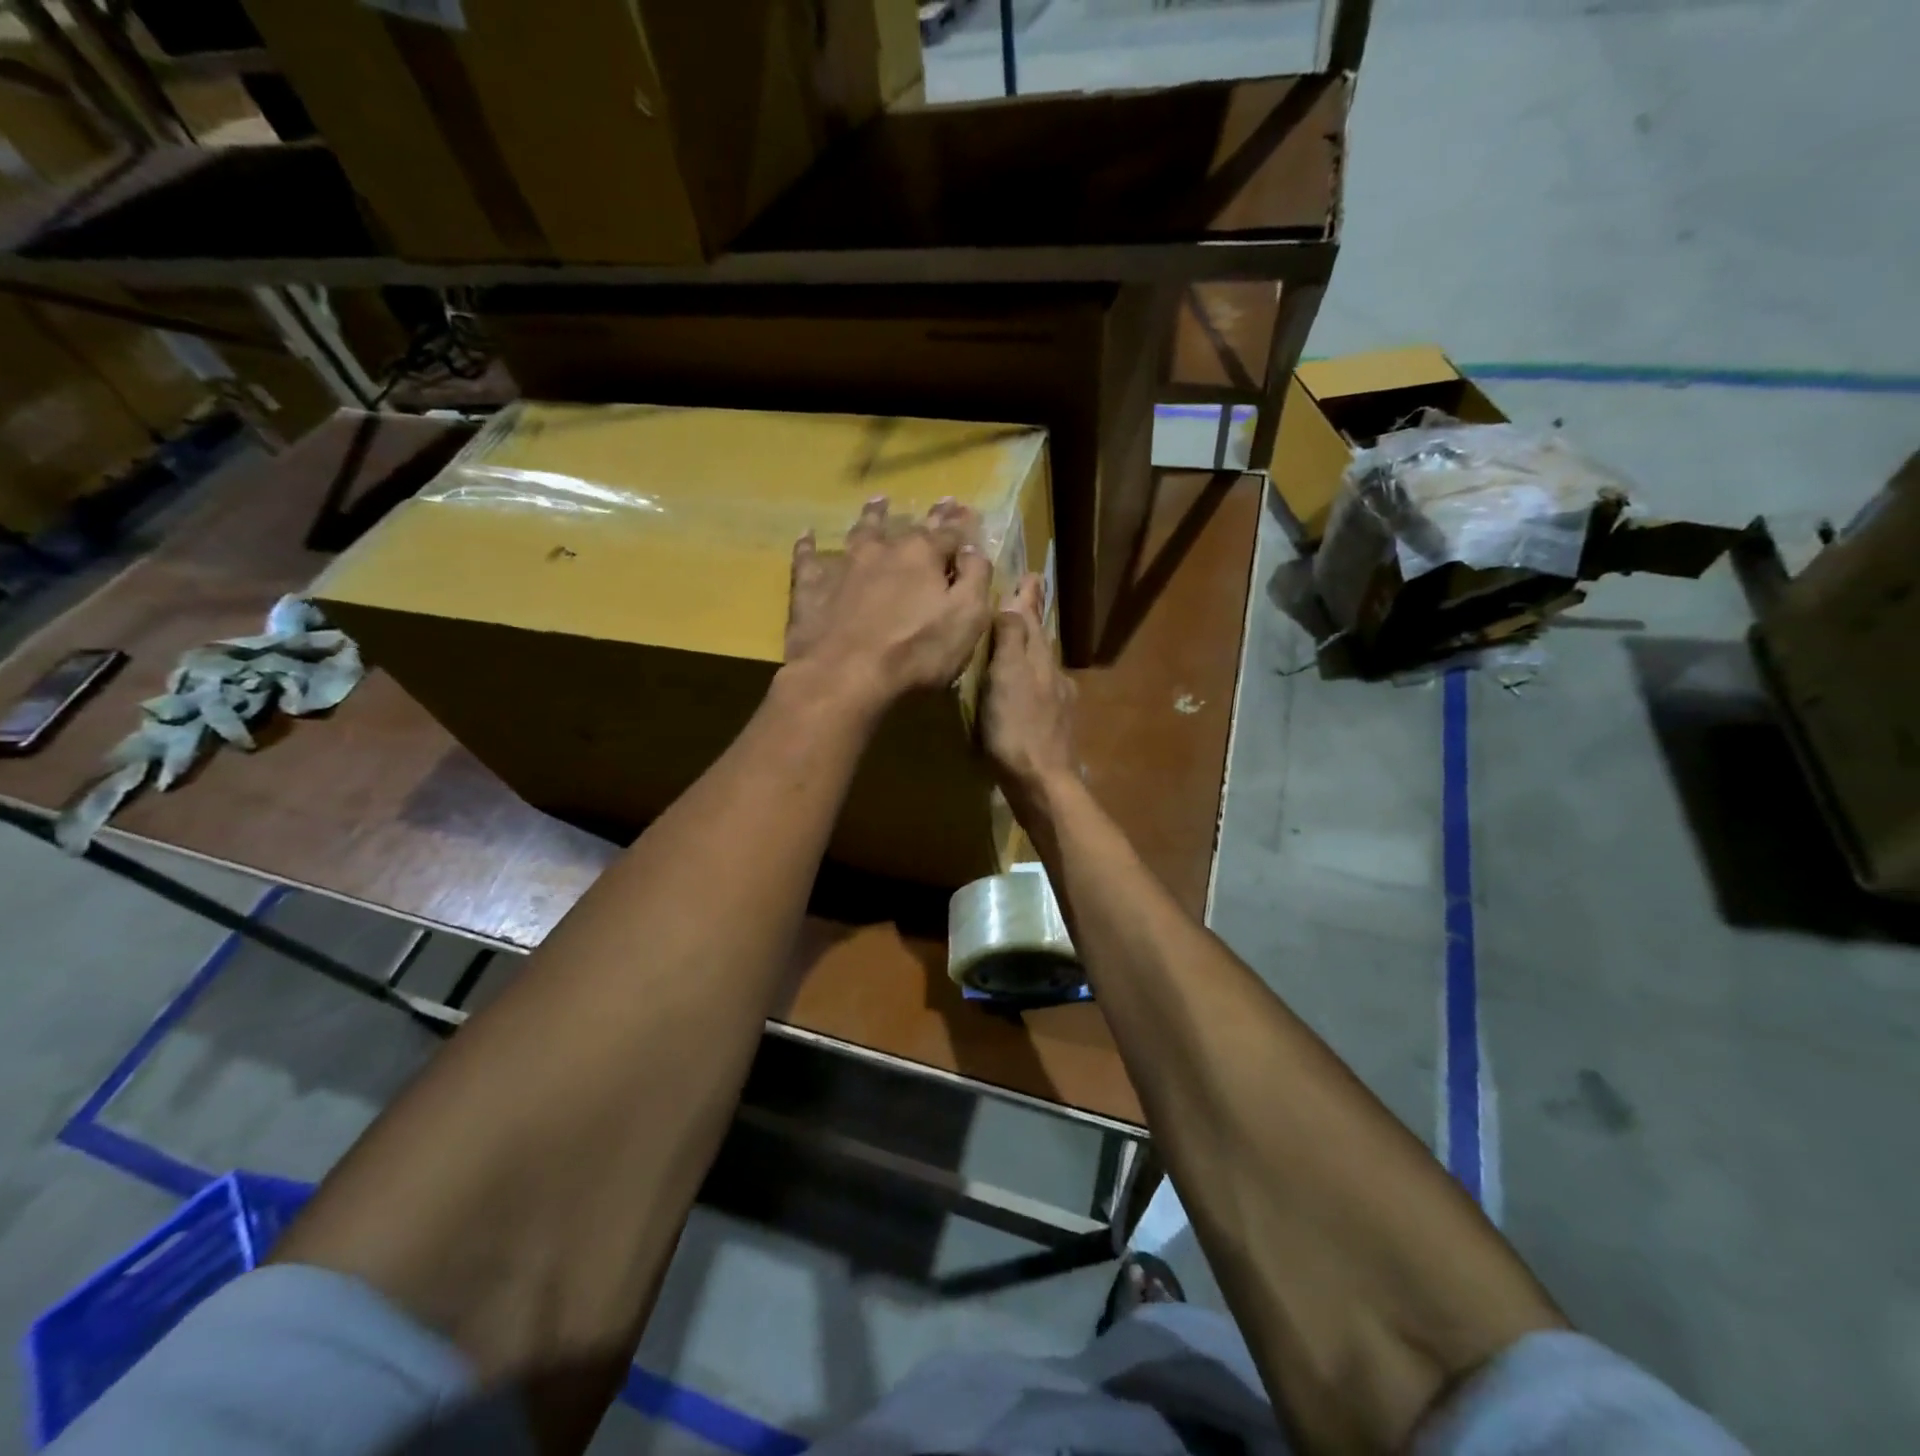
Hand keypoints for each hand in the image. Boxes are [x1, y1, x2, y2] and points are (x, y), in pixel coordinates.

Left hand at [784, 496, 992, 710]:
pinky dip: (809, 547)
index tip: (968, 510)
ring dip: (872, 516)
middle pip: (908, 528)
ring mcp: (843, 566)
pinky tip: (807, 536)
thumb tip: (972, 549)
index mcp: (923, 556)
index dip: (961, 524)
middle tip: (939, 502)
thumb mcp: (967, 619)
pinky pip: (808, 559)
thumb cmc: (916, 653)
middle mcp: (883, 550)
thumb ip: (975, 579)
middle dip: (927, 516)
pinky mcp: (811, 588)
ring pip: (860, 532)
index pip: (949, 533)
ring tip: (878, 502)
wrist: (844, 675)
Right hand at [983, 573, 1078, 808]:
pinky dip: (1030, 678)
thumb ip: (1011, 640)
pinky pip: (1041, 690)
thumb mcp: (1006, 678)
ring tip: (1016, 639)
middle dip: (1031, 619)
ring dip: (1031, 648)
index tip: (1032, 574)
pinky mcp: (1054, 727)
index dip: (1029, 598)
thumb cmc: (1017, 729)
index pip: (1034, 619)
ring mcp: (1058, 703)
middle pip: (1041, 640)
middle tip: (1024, 598)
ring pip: (1042, 665)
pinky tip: (1023, 689)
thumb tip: (1013, 602)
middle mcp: (1054, 676)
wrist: (1042, 783)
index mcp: (1040, 660)